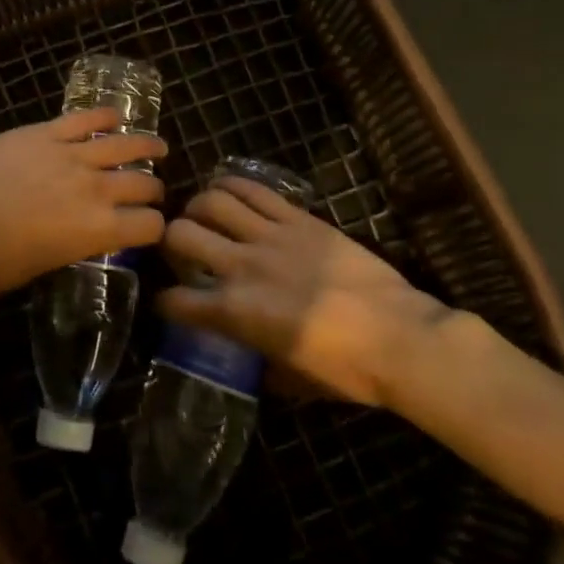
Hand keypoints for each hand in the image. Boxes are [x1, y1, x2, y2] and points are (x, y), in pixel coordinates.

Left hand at [0, 108, 165, 293]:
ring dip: (145, 145)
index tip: (152, 226)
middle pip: (141, 184)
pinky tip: (114, 115)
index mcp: (98, 231)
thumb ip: (70, 246)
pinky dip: (103, 115)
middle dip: (153, 189)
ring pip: (122, 145)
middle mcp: (96, 189)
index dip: (155, 227)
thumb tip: (75, 236)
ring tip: (158, 145)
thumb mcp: (42, 265)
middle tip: (153, 190)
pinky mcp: (45, 132)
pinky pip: (83, 119)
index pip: (149, 226)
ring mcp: (71, 155)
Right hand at [160, 177, 457, 406]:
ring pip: (211, 202)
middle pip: (181, 235)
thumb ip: (258, 361)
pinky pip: (252, 189)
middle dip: (169, 240)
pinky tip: (225, 190)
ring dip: (197, 207)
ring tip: (201, 215)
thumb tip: (247, 354)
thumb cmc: (348, 370)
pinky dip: (230, 185)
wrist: (400, 337)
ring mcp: (269, 236)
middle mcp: (242, 267)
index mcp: (236, 313)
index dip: (164, 303)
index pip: (176, 302)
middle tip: (181, 248)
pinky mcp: (297, 218)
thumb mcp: (291, 378)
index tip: (168, 303)